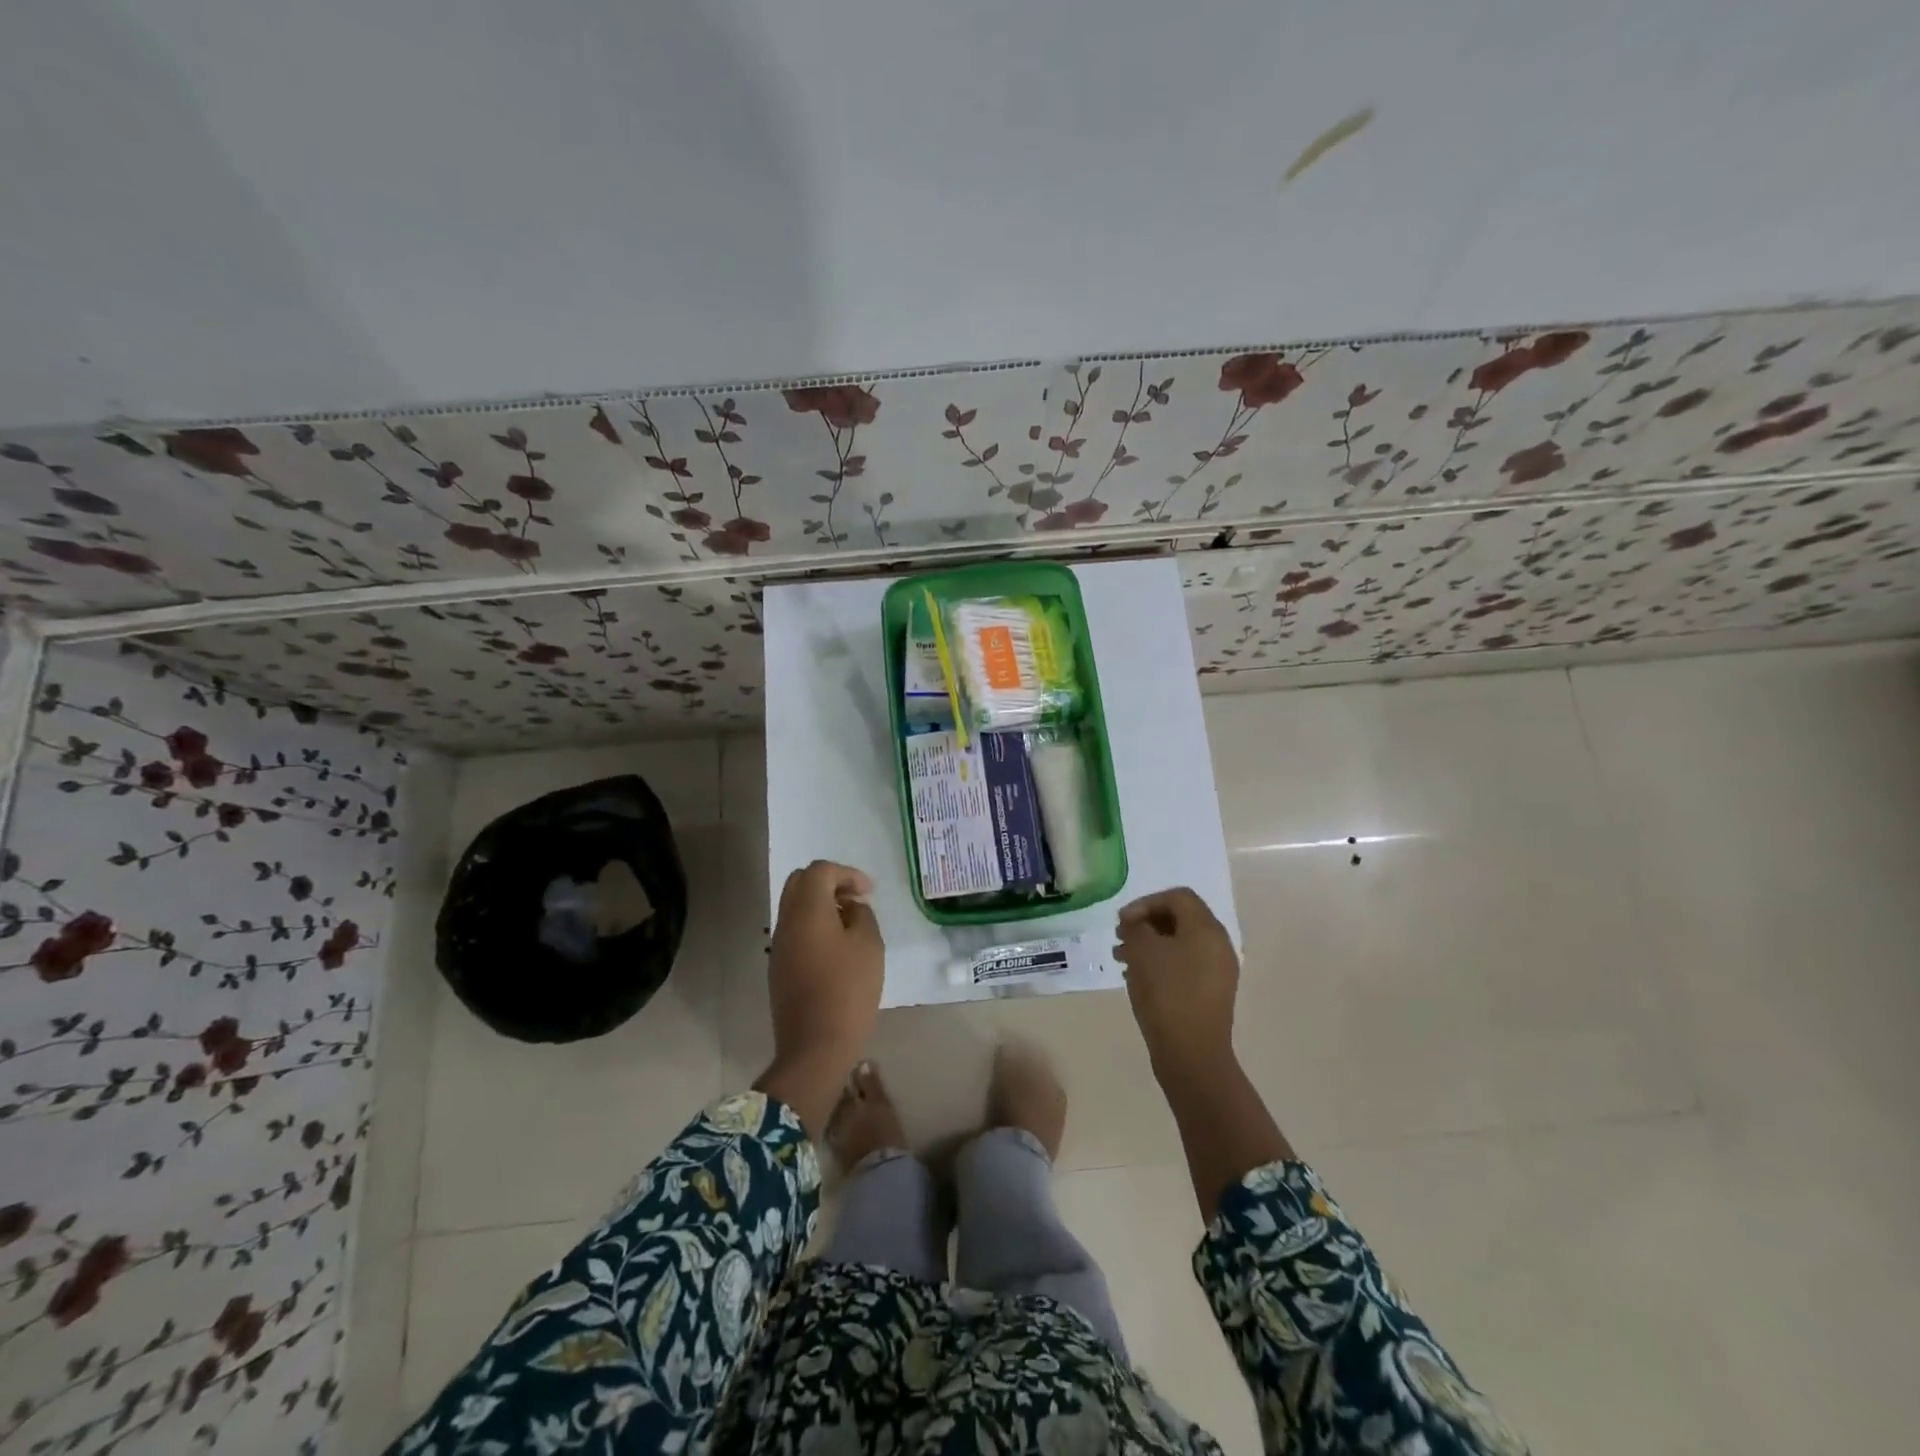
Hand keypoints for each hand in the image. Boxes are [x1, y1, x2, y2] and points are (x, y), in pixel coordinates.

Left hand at [757, 861, 883, 1134]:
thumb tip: (850, 908)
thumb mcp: (869, 946)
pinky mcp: (779, 967)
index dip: (847, 874)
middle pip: (800, 882)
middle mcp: (786, 921)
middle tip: (854, 899)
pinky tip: (835, 947)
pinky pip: (794, 930)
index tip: (869, 892)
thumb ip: (862, 915)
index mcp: (807, 910)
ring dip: (820, 904)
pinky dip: (813, 925)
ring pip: (794, 906)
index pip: (820, 871)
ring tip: (849, 923)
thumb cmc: (848, 990)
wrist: (815, 1046)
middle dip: (829, 883)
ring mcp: (779, 946)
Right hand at [1114, 887, 1239, 1080]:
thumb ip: (1137, 926)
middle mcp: (1218, 944)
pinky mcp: (1211, 993)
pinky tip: (1137, 977)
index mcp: (1206, 928)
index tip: (1122, 921)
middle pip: (1180, 919)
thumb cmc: (1166, 992)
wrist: (1191, 1053)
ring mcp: (1218, 971)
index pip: (1178, 897)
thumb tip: (1137, 922)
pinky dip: (1160, 963)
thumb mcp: (1143, 951)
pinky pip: (1184, 965)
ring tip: (1121, 958)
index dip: (1146, 902)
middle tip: (1120, 936)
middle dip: (1146, 923)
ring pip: (1180, 944)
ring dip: (1150, 944)